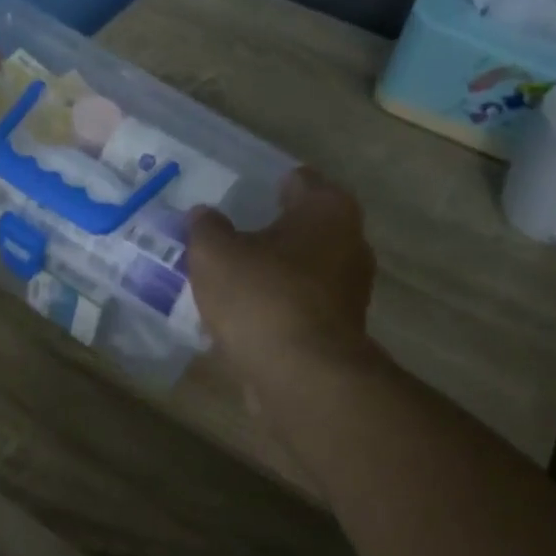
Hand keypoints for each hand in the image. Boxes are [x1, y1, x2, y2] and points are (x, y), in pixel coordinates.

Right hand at [187, 169, 374, 370]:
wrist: (301, 376)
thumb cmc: (261, 296)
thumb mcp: (214, 253)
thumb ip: (206, 227)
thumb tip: (204, 215)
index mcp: (328, 210)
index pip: (299, 180)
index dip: (267, 184)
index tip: (236, 193)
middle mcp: (350, 243)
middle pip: (303, 227)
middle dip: (269, 230)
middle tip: (227, 235)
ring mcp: (349, 290)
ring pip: (302, 269)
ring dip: (272, 272)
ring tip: (228, 277)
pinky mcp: (339, 330)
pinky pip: (299, 305)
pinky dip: (276, 305)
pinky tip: (242, 314)